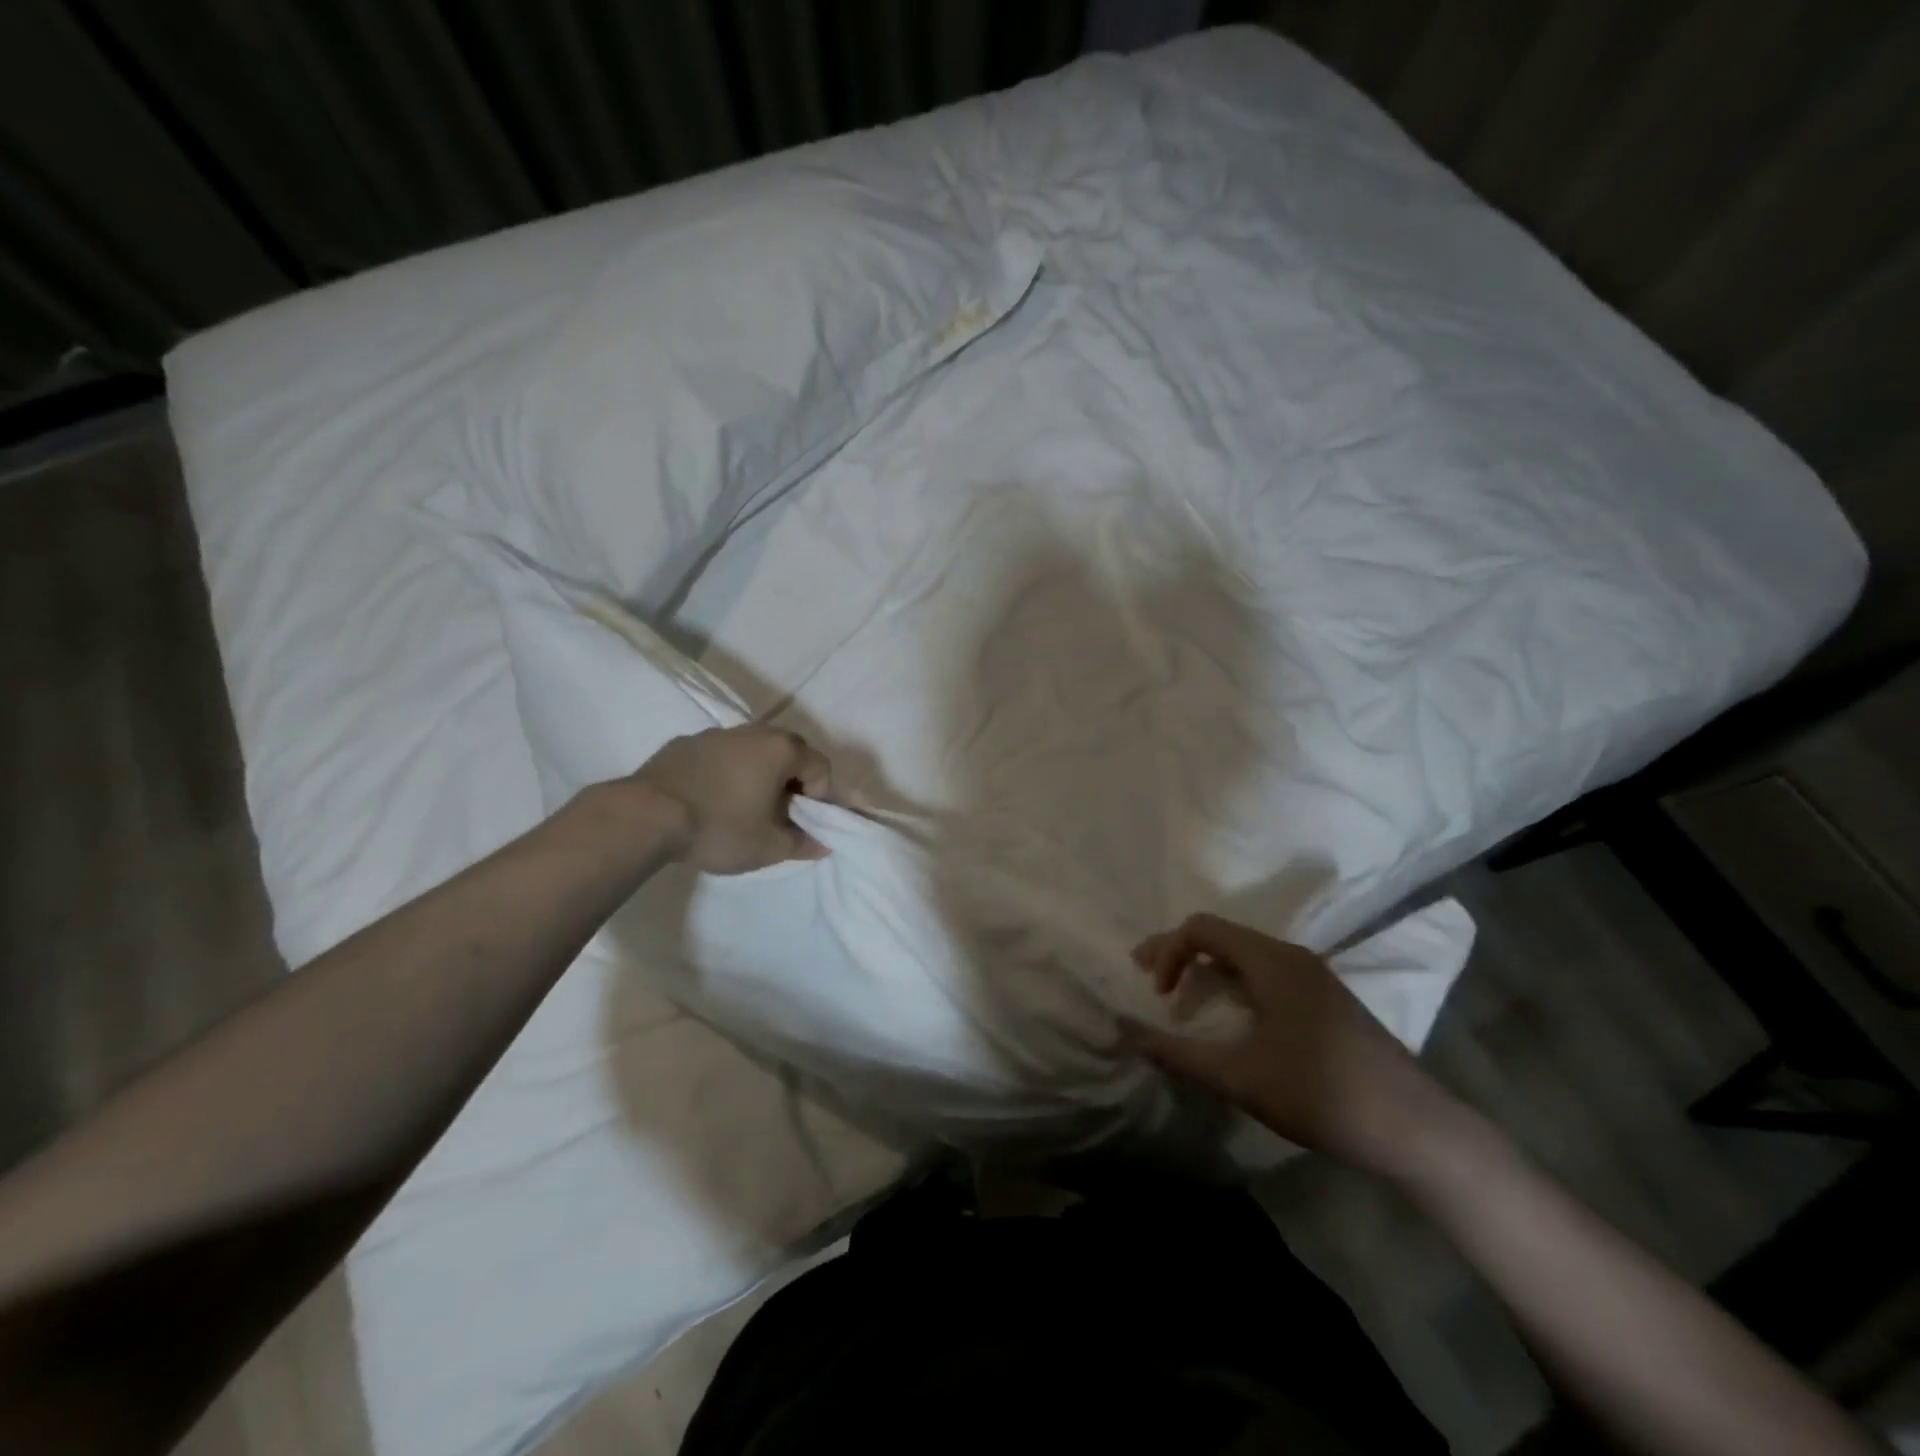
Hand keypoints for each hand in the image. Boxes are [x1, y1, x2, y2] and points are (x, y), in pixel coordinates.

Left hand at [631, 726, 832, 874]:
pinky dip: (725, 771)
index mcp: (782, 749)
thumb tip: (823, 842)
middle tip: (779, 814)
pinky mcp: (685, 742)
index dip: (821, 798)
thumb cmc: (719, 828)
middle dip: (792, 781)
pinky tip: (709, 799)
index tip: (803, 823)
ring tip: (742, 807)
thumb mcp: (768, 847)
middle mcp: (754, 731)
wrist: (646, 815)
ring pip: (752, 750)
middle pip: (789, 752)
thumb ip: (803, 843)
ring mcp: (716, 733)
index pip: (821, 768)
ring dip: (758, 773)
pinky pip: (720, 754)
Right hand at [1132, 914, 1453, 1173]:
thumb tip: (1130, 1033)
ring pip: (1242, 954)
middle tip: (1147, 977)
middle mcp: (1291, 956)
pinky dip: (1231, 983)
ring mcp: (1312, 976)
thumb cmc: (1321, 1094)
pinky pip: (1263, 972)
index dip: (1168, 952)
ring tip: (1179, 997)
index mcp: (1271, 961)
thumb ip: (1179, 1054)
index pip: (1201, 928)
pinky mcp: (1324, 998)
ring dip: (1205, 968)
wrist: (1415, 1128)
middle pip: (1220, 935)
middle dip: (1179, 953)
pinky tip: (1227, 1015)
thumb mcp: (1240, 1078)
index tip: (1159, 997)